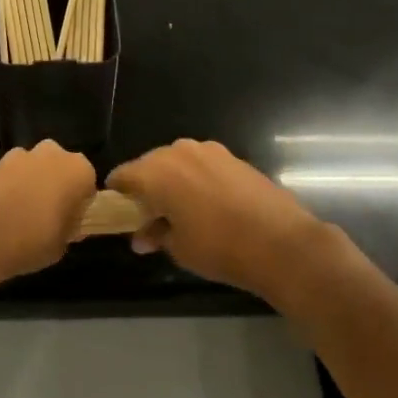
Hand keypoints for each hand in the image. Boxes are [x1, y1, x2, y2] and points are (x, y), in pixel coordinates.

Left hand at [0, 142, 96, 288]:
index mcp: (78, 170)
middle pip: (60, 168)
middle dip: (55, 186)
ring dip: (30, 184)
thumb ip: (69, 228)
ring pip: (33, 168)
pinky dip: (8, 188)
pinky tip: (0, 214)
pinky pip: (10, 176)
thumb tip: (67, 224)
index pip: (88, 184)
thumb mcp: (62, 245)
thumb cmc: (32, 240)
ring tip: (20, 216)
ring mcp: (20, 155)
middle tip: (48, 216)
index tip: (70, 222)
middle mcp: (52, 154)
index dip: (79, 203)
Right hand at [108, 139, 325, 300]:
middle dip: (146, 188)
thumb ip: (155, 235)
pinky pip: (201, 164)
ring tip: (181, 211)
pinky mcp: (232, 156)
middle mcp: (178, 151)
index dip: (117, 196)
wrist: (280, 241)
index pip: (122, 176)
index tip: (120, 215)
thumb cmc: (219, 247)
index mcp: (156, 171)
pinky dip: (196, 180)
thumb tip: (142, 236)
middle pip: (149, 165)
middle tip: (150, 218)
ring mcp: (209, 150)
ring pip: (177, 163)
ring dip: (172, 182)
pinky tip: (208, 204)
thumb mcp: (178, 248)